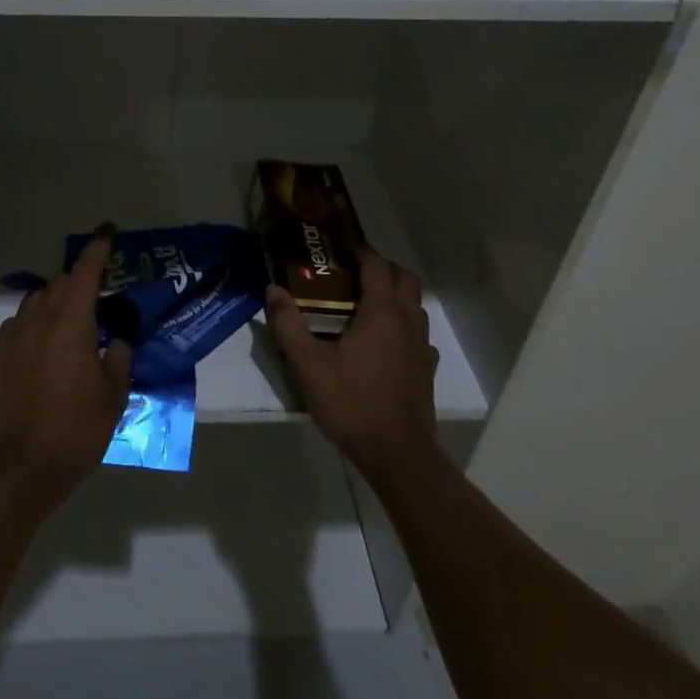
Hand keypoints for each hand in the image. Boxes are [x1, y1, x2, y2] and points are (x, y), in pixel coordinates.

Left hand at [0, 226, 133, 516]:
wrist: (17, 470)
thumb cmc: (74, 433)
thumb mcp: (113, 397)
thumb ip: (119, 358)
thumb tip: (119, 338)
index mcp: (71, 325)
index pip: (85, 272)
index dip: (98, 248)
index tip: (108, 231)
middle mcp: (37, 322)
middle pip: (59, 284)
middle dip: (79, 282)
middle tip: (96, 297)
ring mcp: (10, 338)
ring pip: (34, 303)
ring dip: (54, 302)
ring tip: (69, 325)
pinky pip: (16, 326)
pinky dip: (33, 325)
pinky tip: (41, 349)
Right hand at [265, 247, 441, 486]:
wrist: (397, 453)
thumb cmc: (351, 402)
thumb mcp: (307, 365)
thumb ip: (288, 325)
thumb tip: (273, 290)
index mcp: (381, 312)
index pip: (376, 266)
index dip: (361, 250)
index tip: (341, 245)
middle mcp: (407, 322)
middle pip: (404, 278)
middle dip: (382, 267)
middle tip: (353, 271)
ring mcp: (421, 346)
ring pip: (415, 305)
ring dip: (395, 294)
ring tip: (365, 303)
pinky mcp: (426, 370)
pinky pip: (418, 335)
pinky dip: (402, 326)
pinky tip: (383, 343)